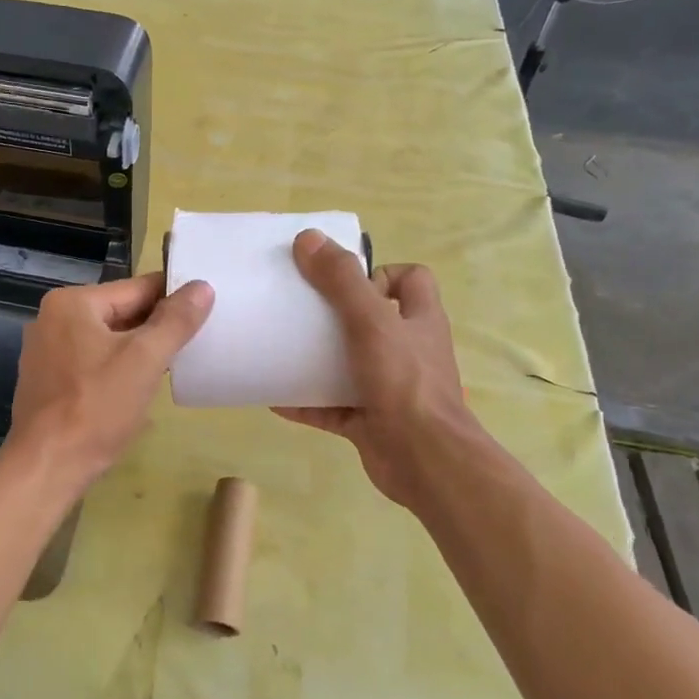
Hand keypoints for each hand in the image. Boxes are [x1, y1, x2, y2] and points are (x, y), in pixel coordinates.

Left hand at [8, 273, 213, 490]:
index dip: (175, 298)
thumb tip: (203, 287)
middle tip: (198, 340)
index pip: (137, 288)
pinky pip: (92, 362)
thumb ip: (175, 321)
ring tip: (175, 365)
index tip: (208, 310)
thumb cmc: (96, 409)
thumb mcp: (144, 360)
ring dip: (139, 350)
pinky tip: (139, 388)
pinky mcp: (48, 381)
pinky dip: (117, 369)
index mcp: (72, 303)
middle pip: (121, 312)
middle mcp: (53, 319)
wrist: (47, 467)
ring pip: (108, 340)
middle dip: (157, 327)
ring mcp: (46, 351)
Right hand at [274, 230, 484, 511]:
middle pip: (372, 321)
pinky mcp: (369, 420)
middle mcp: (408, 350)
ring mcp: (389, 388)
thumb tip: (308, 239)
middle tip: (298, 313)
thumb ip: (341, 280)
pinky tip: (274, 397)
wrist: (424, 460)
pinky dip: (305, 401)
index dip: (379, 273)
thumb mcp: (371, 321)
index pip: (410, 279)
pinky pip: (331, 406)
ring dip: (316, 360)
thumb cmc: (404, 382)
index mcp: (419, 319)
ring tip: (279, 349)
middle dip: (334, 316)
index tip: (343, 282)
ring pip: (349, 364)